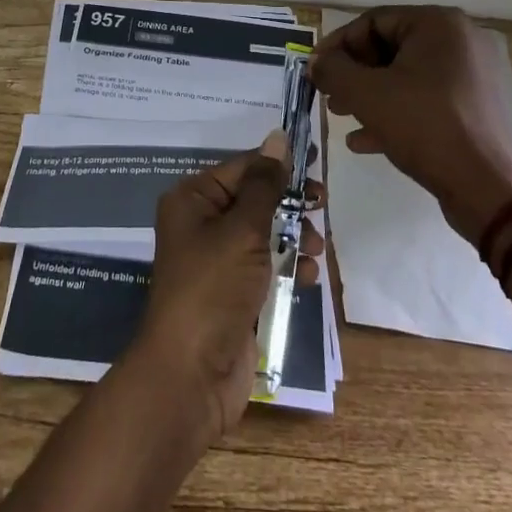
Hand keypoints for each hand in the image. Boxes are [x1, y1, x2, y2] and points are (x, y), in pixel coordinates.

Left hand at [133, 132, 324, 441]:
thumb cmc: (213, 288)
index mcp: (193, 199)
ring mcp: (219, 260)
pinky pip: (267, 266)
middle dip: (289, 203)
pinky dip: (288, 266)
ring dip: (294, 236)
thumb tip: (277, 136)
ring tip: (317, 248)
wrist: (191, 375)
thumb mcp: (243, 230)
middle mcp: (202, 223)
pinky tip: (307, 275)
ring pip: (265, 233)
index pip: (242, 167)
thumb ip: (266, 185)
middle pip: (255, 199)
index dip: (278, 164)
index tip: (316, 159)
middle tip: (321, 204)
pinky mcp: (235, 292)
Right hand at [311, 6, 511, 245]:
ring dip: (371, 95)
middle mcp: (461, 40)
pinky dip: (397, 112)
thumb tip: (317, 62)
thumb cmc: (424, 126)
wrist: (488, 189)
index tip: (316, 71)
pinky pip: (428, 99)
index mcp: (438, 24)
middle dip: (355, 73)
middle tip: (330, 96)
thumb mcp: (366, 94)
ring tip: (343, 116)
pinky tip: (366, 140)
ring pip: (408, 76)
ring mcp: (474, 75)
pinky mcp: (478, 107)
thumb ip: (333, 70)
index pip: (373, 21)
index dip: (338, 45)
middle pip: (391, 48)